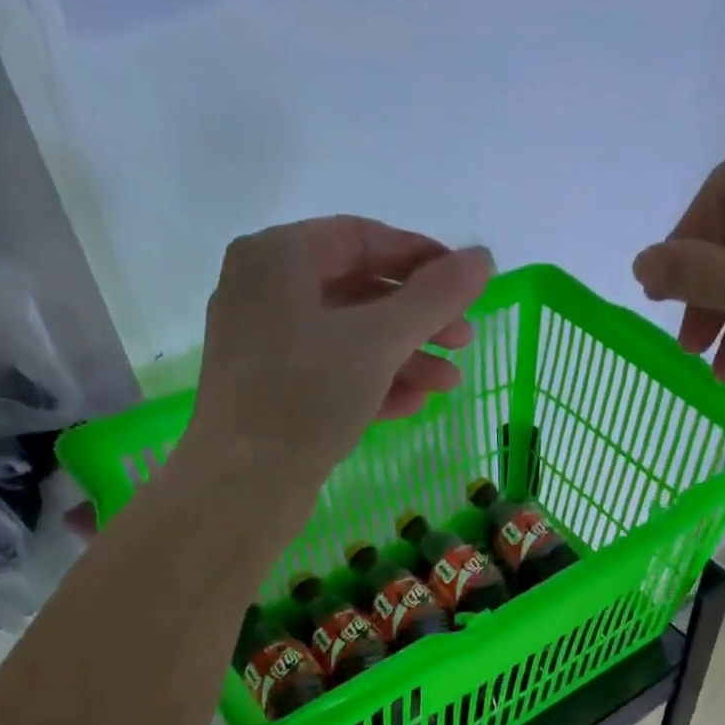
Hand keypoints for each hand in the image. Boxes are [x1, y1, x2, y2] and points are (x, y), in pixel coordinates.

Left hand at [185, 216, 493, 489]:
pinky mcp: (270, 392)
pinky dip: (372, 383)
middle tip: (465, 341)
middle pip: (357, 291)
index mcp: (277, 258)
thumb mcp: (378, 342)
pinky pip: (330, 373)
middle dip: (418, 319)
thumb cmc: (307, 398)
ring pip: (347, 339)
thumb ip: (433, 298)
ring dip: (403, 357)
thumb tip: (482, 257)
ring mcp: (264, 346)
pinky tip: (413, 403)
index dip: (421, 257)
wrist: (242, 487)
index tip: (467, 283)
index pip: (362, 238)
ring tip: (448, 384)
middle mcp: (264, 292)